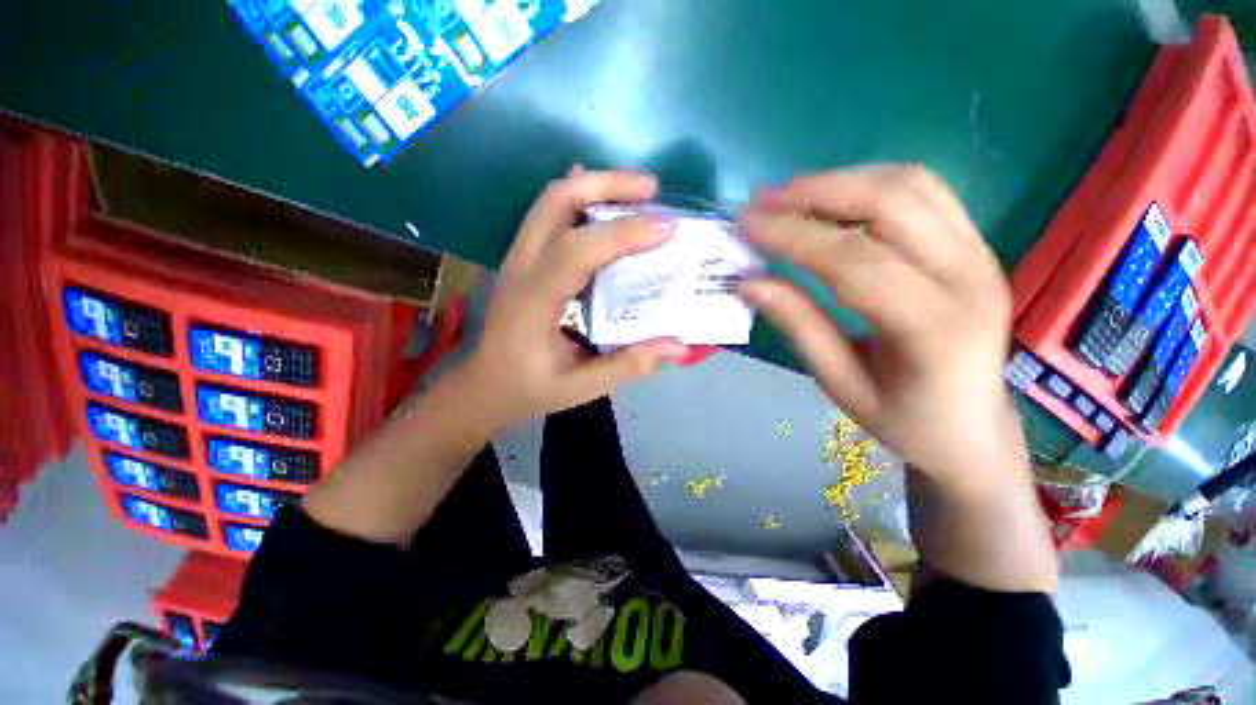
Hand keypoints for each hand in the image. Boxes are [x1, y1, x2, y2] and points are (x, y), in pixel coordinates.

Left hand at [466, 168, 689, 430]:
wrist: (482, 386)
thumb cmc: (527, 389)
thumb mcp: (578, 388)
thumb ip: (627, 366)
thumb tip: (679, 346)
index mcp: (534, 301)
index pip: (577, 250)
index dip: (623, 233)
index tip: (667, 228)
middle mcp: (521, 268)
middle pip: (556, 202)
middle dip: (607, 184)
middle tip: (652, 189)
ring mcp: (517, 258)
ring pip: (551, 201)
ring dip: (595, 186)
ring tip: (637, 192)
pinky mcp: (522, 259)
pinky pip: (549, 215)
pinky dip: (580, 200)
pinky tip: (604, 205)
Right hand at [740, 165, 1027, 489]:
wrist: (974, 430)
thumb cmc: (903, 420)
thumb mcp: (839, 383)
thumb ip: (798, 325)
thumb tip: (749, 282)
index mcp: (934, 327)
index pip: (852, 259)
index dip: (792, 236)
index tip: (745, 224)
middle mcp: (969, 276)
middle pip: (890, 204)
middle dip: (816, 193)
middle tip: (762, 201)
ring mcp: (980, 253)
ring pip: (909, 185)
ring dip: (841, 181)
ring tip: (788, 196)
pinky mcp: (976, 244)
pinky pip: (923, 192)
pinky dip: (869, 185)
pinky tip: (832, 199)